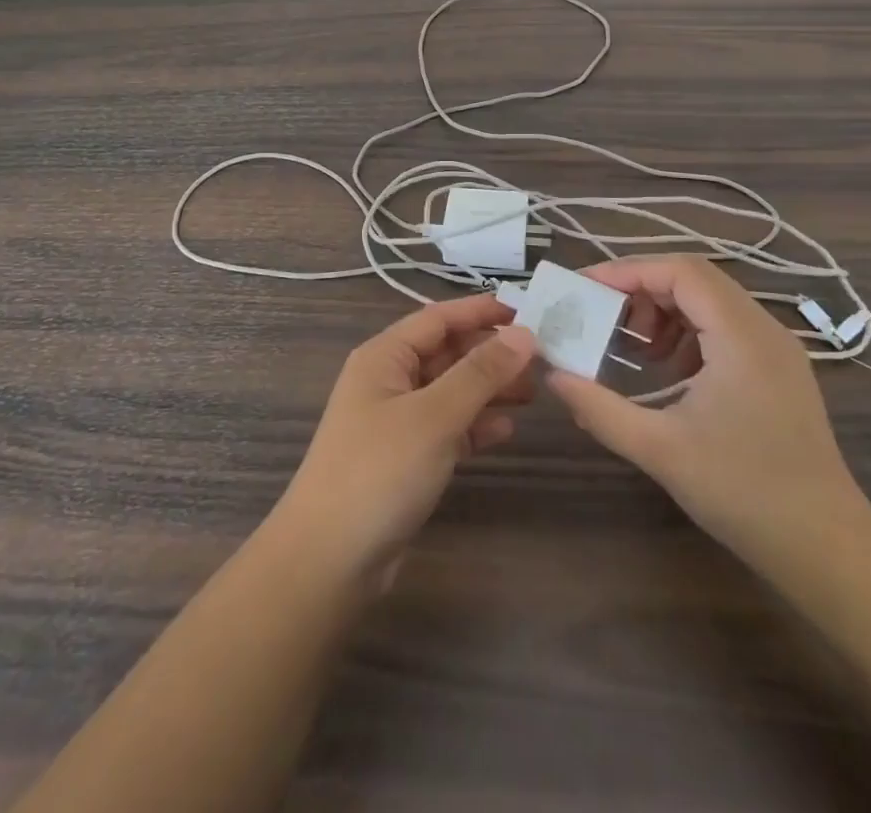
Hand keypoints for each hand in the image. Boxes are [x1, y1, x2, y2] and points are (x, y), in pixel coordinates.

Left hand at [274, 295, 537, 586]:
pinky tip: (506, 430)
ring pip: (449, 391)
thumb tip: (524, 334)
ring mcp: (395, 421)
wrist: (329, 560)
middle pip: (446, 353)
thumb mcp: (434, 416)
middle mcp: (388, 381)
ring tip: (533, 393)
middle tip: (541, 358)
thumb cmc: (380, 471)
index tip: (529, 310)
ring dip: (487, 389)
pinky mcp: (404, 459)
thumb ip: (480, 373)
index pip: (439, 318)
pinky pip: (446, 428)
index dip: (481, 311)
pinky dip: (474, 426)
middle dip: (490, 353)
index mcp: (384, 357)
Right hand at [547, 255, 870, 566]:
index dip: (628, 271)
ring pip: (709, 301)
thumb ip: (599, 407)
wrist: (828, 549)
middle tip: (602, 318)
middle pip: (694, 280)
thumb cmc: (743, 492)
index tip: (585, 290)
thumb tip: (553, 375)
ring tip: (632, 348)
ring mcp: (776, 350)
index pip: (681, 272)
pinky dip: (687, 334)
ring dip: (664, 312)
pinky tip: (667, 371)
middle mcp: (764, 329)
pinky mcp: (778, 370)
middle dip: (641, 291)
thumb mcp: (659, 449)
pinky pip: (724, 328)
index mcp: (741, 336)